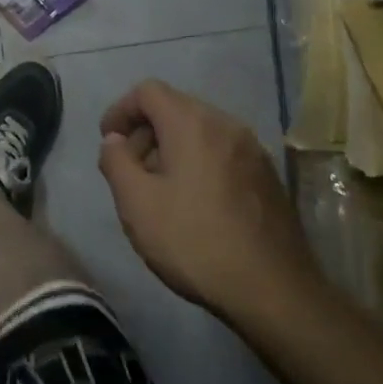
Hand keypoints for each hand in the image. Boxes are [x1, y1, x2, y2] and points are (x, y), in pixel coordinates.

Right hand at [97, 80, 320, 323]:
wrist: (274, 292)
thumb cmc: (194, 241)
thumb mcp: (136, 203)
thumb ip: (116, 161)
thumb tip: (116, 140)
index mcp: (193, 124)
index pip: (148, 91)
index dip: (120, 110)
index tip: (108, 142)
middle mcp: (227, 126)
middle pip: (176, 107)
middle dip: (145, 130)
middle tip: (130, 169)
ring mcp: (253, 151)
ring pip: (201, 130)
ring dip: (171, 147)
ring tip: (159, 189)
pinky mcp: (268, 177)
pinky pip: (222, 152)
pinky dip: (199, 161)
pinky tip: (194, 203)